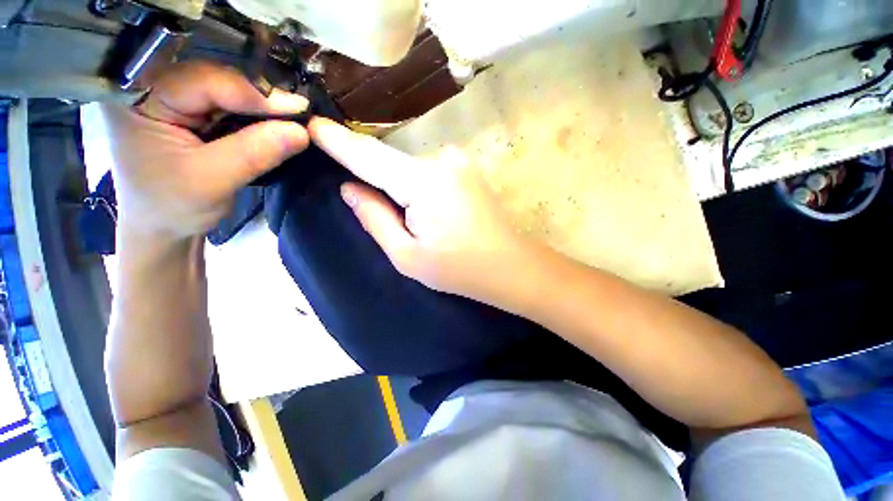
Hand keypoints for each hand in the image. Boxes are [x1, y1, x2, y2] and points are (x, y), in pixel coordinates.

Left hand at [86, 61, 309, 243]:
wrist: (160, 228)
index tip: (298, 111)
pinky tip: (268, 125)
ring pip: (223, 90)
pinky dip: (250, 116)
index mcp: (137, 98)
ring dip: (257, 107)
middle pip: (214, 79)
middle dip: (258, 99)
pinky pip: (224, 105)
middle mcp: (149, 88)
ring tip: (288, 120)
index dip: (253, 94)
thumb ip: (255, 153)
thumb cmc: (172, 207)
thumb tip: (301, 131)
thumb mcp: (213, 181)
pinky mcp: (184, 111)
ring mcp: (167, 98)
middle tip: (298, 115)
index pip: (203, 81)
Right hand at [309, 117, 537, 308]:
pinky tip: (428, 210)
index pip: (370, 156)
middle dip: (372, 176)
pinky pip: (428, 171)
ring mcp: (459, 162)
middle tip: (364, 200)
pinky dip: (417, 185)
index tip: (313, 125)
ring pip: (410, 168)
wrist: (509, 266)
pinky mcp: (467, 169)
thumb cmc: (458, 269)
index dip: (339, 142)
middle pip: (391, 163)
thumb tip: (350, 188)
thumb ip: (375, 218)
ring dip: (399, 187)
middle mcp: (442, 160)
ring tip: (411, 219)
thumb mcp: (407, 255)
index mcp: (424, 183)